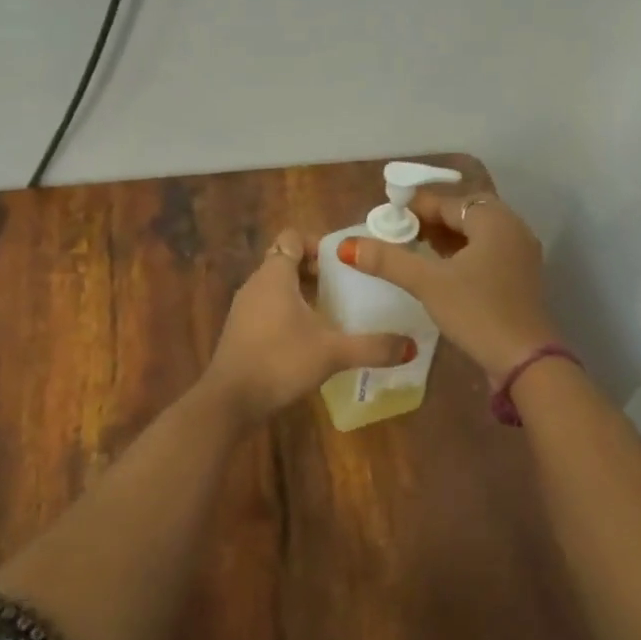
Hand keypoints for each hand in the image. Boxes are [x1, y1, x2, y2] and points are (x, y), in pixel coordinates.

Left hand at [201, 228, 417, 421]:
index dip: (318, 243)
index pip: (293, 237)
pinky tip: (311, 336)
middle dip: (316, 269)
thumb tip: (410, 347)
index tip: (344, 262)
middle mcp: (256, 284)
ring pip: (277, 286)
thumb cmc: (280, 362)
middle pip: (286, 261)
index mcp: (275, 275)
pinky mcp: (241, 331)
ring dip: (303, 292)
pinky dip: (290, 311)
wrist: (230, 401)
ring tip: (334, 310)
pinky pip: (269, 307)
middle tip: (347, 286)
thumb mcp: (332, 353)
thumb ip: (372, 347)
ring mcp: (245, 308)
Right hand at [337, 192, 557, 381]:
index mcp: (494, 220)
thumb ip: (388, 261)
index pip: (448, 202)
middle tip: (400, 232)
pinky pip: (487, 253)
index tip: (387, 215)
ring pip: (477, 234)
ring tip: (415, 248)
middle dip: (431, 220)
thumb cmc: (477, 312)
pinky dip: (463, 254)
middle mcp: (512, 229)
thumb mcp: (428, 284)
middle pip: (465, 213)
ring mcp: (520, 254)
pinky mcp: (520, 278)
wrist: (525, 360)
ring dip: (447, 238)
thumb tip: (348, 246)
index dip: (416, 207)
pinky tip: (441, 270)